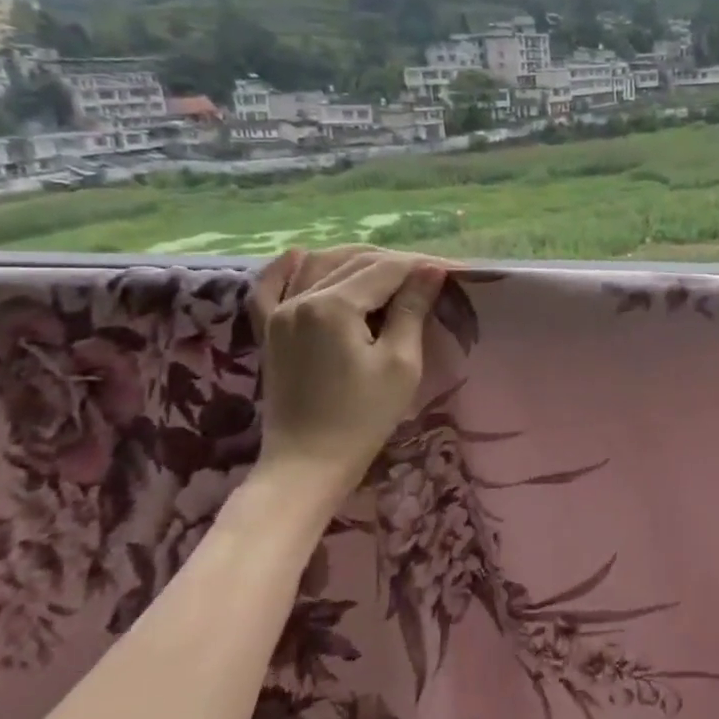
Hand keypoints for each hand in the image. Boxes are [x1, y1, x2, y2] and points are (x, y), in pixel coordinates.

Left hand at [250, 246, 446, 495]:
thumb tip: (430, 270)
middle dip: (394, 264)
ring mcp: (278, 313)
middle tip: (428, 276)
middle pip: (355, 263)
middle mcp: (301, 298)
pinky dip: (285, 269)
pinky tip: (300, 255)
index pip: (386, 269)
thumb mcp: (400, 363)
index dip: (420, 266)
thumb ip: (411, 310)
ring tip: (389, 271)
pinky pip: (269, 288)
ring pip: (319, 266)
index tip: (449, 271)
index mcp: (334, 305)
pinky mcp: (269, 331)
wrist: (308, 463)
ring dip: (355, 261)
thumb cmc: (363, 417)